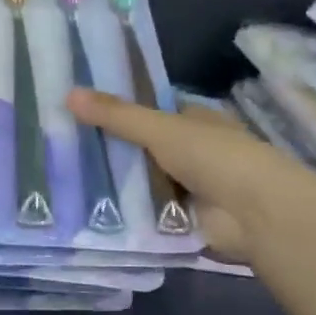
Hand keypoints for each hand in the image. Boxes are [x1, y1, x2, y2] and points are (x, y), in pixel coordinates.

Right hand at [68, 89, 315, 262]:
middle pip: (143, 148)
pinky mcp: (182, 222)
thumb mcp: (161, 129)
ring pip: (142, 182)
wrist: (255, 214)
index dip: (119, 109)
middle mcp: (192, 152)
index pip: (151, 110)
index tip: (79, 109)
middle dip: (110, 150)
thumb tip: (69, 93)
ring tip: (63, 179)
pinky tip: (86, 211)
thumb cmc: (214, 157)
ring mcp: (188, 188)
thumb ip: (117, 115)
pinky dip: (124, 214)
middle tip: (60, 146)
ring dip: (114, 184)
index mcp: (194, 121)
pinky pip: (145, 214)